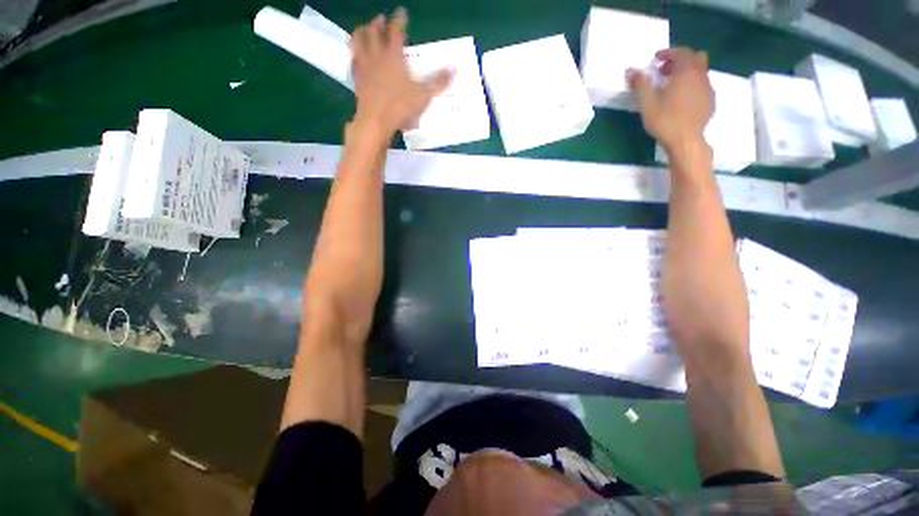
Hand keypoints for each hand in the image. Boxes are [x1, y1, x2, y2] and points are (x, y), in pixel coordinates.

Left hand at [350, 8, 452, 136]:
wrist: (376, 121)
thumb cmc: (400, 107)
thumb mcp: (423, 95)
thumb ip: (438, 82)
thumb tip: (455, 69)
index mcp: (393, 56)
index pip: (396, 31)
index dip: (399, 20)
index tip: (401, 11)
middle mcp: (376, 56)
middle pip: (374, 32)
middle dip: (378, 23)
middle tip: (381, 19)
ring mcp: (364, 67)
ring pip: (359, 42)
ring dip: (362, 33)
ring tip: (364, 30)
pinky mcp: (357, 79)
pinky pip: (353, 61)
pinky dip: (354, 54)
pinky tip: (355, 56)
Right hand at [627, 48, 713, 162]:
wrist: (686, 140)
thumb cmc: (665, 120)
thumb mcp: (647, 103)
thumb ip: (640, 84)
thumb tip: (630, 70)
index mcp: (685, 72)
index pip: (681, 52)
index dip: (668, 52)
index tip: (656, 59)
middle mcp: (700, 76)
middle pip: (696, 58)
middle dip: (681, 60)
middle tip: (665, 71)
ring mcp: (708, 89)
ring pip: (700, 72)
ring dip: (687, 73)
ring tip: (672, 87)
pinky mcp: (710, 102)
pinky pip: (703, 86)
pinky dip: (693, 86)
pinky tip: (682, 100)